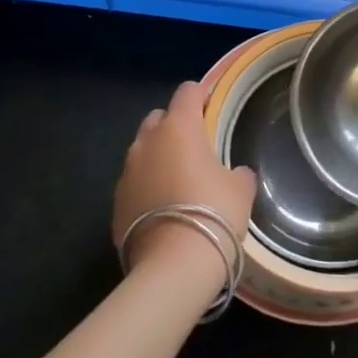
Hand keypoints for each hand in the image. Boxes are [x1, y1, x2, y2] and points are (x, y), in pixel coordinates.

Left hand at [112, 81, 256, 303]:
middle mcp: (147, 142)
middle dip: (174, 126)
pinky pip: (134, 183)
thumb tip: (236, 173)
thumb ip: (238, 173)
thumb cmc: (214, 212)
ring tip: (177, 181)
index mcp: (179, 128)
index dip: (201, 95)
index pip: (187, 92)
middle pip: (159, 118)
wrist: (173, 265)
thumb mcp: (241, 189)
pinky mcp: (116, 203)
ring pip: (143, 151)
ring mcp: (127, 172)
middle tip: (195, 147)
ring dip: (158, 158)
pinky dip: (147, 187)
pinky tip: (163, 209)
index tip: (212, 107)